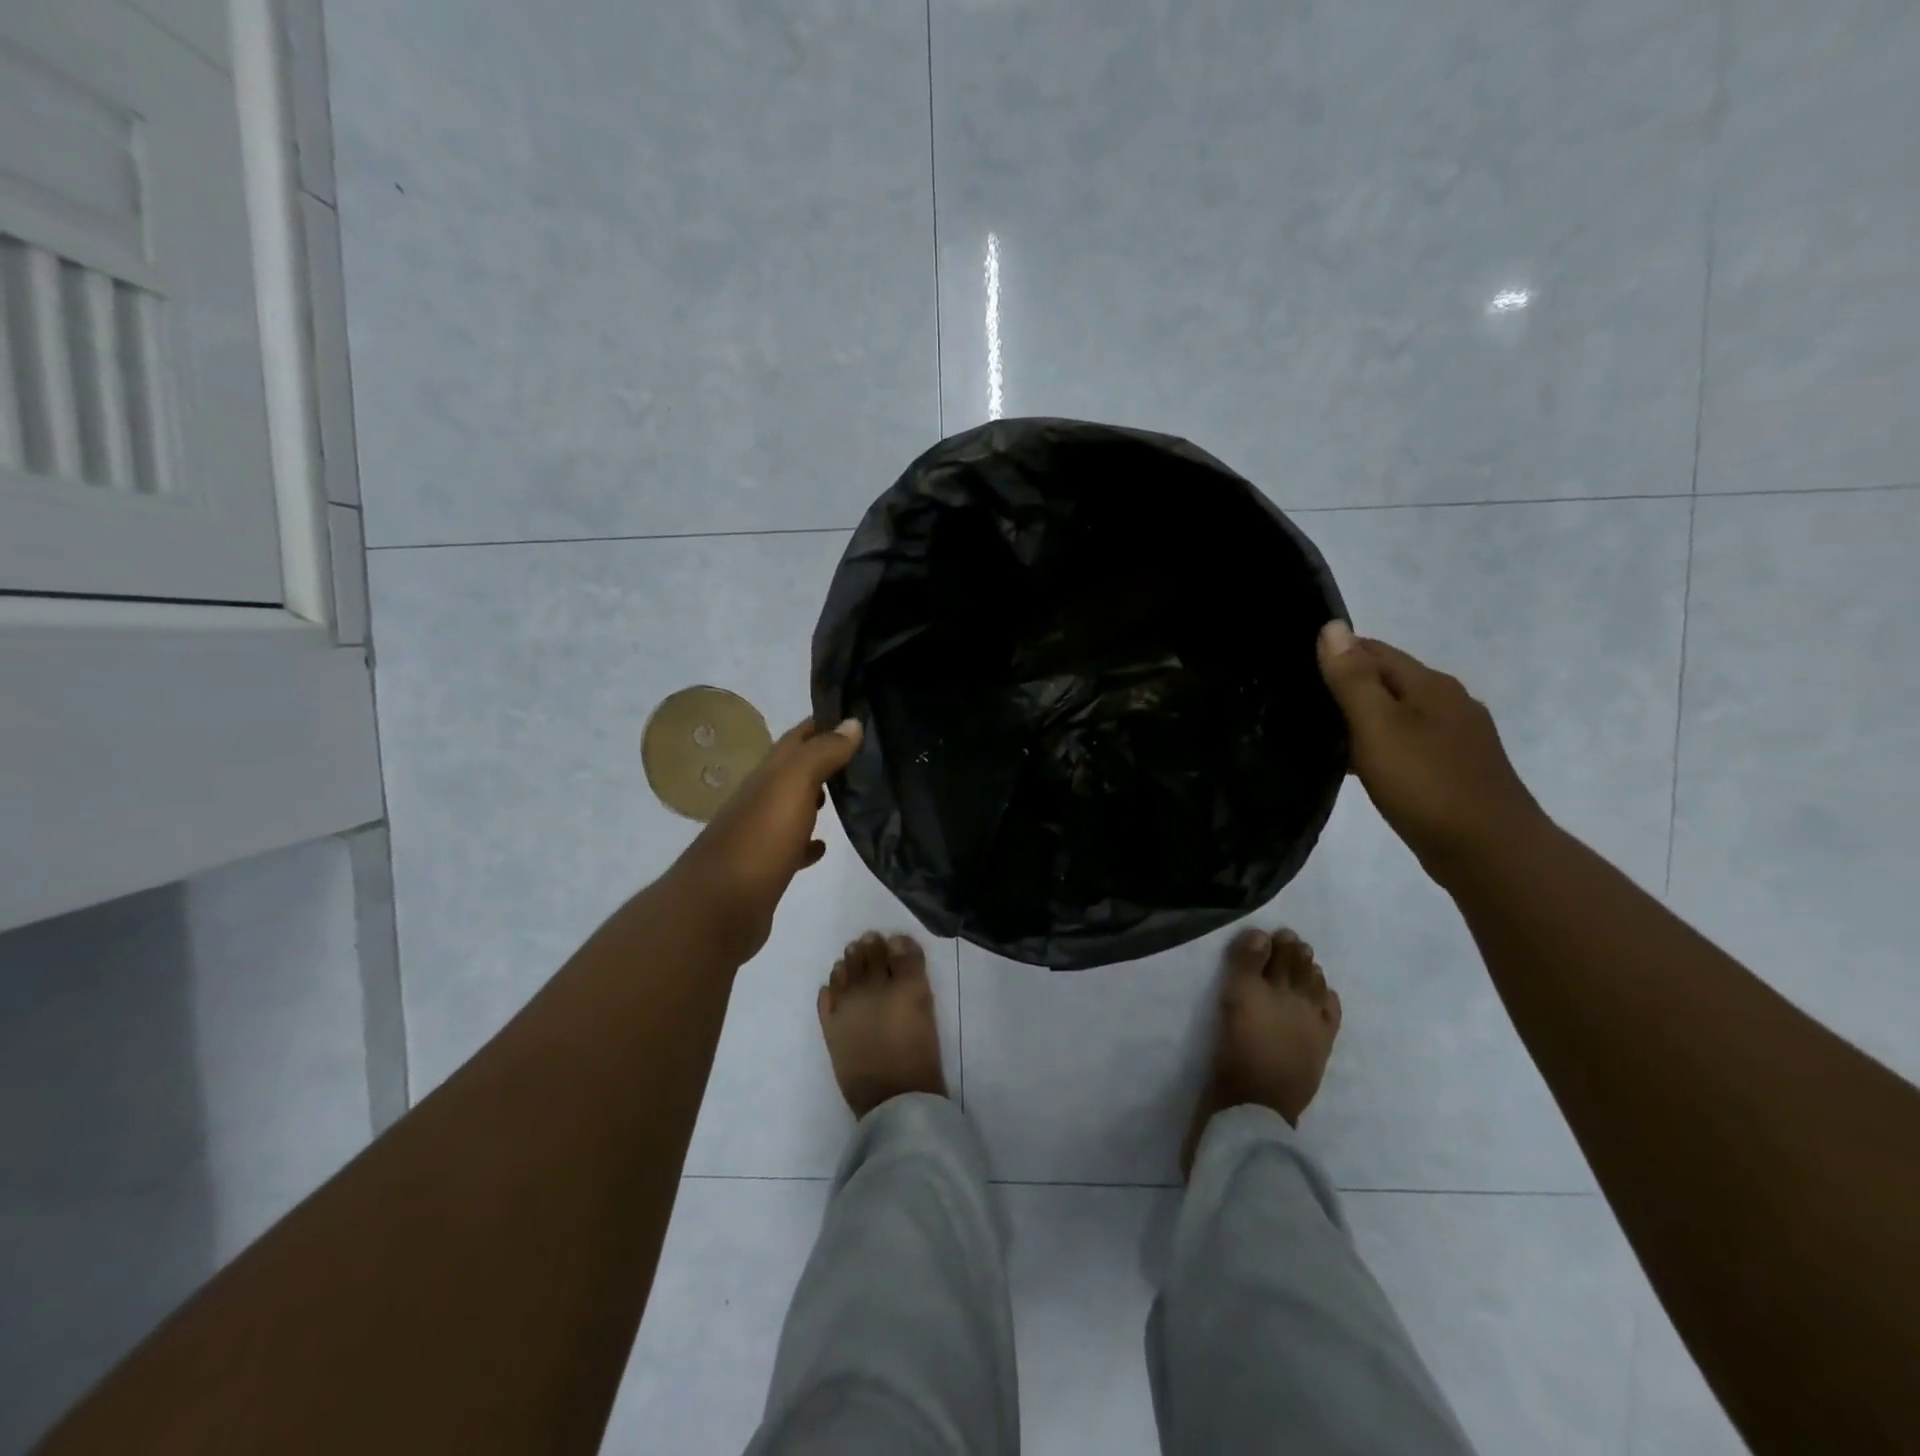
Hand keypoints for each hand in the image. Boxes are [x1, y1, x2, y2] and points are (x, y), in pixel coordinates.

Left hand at [671, 716, 862, 963]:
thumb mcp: (793, 785)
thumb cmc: (760, 840)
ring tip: (855, 795)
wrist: (719, 908)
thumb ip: (822, 753)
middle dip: (826, 759)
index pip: (798, 737)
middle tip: (866, 756)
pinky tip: (824, 846)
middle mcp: (761, 798)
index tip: (858, 714)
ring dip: (818, 798)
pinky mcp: (766, 867)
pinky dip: (808, 841)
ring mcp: (761, 834)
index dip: (824, 723)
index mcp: (768, 774)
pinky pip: (792, 846)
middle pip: (796, 770)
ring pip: (794, 806)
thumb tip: (852, 722)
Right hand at [1316, 621, 1544, 877]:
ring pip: (1397, 713)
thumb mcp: (1378, 726)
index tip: (1294, 668)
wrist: (1490, 851)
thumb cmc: (1426, 784)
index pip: (1374, 651)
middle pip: (1388, 680)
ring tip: (1318, 733)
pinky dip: (1378, 744)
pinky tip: (1356, 765)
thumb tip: (1333, 627)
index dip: (1335, 653)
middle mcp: (1449, 702)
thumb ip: (1353, 678)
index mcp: (1430, 685)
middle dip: (1346, 684)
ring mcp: (1457, 738)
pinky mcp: (1454, 769)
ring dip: (1360, 717)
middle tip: (1297, 701)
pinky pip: (1406, 742)